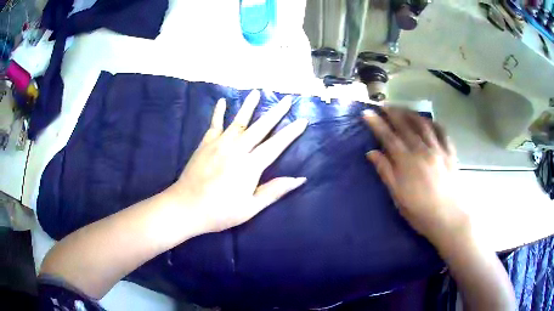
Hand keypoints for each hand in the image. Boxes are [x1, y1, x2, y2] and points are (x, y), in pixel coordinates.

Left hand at [168, 90, 307, 233]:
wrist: (185, 207)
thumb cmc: (219, 212)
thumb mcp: (250, 208)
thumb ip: (274, 191)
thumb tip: (299, 179)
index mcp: (250, 166)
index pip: (276, 145)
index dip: (290, 133)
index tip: (302, 120)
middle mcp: (236, 149)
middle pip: (260, 127)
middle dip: (276, 113)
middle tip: (287, 100)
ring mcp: (219, 144)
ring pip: (239, 121)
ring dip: (249, 106)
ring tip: (258, 92)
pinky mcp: (205, 144)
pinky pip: (214, 124)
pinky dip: (218, 112)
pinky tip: (222, 101)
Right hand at [362, 108, 467, 244]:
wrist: (448, 218)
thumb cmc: (420, 212)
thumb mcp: (398, 196)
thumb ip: (386, 172)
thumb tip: (371, 153)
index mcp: (407, 162)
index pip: (388, 137)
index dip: (376, 123)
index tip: (367, 113)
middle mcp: (422, 150)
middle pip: (405, 125)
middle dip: (393, 112)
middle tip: (384, 105)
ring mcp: (438, 149)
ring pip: (423, 124)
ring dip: (411, 114)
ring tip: (403, 109)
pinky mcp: (450, 153)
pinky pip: (442, 132)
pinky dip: (434, 124)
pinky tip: (429, 121)